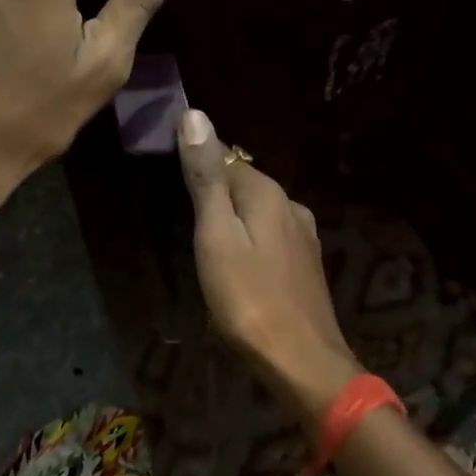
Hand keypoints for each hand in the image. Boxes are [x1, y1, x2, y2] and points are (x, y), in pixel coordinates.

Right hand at [177, 107, 361, 419]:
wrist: (302, 360)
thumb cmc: (248, 298)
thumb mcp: (217, 235)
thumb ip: (208, 178)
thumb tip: (196, 115)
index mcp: (268, 194)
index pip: (227, 158)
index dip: (199, 159)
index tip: (170, 165)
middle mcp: (292, 206)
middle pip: (246, 184)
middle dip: (217, 187)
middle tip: (181, 205)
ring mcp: (304, 236)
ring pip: (260, 211)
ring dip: (235, 215)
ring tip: (205, 233)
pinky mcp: (306, 265)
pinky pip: (271, 236)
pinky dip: (251, 237)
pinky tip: (240, 258)